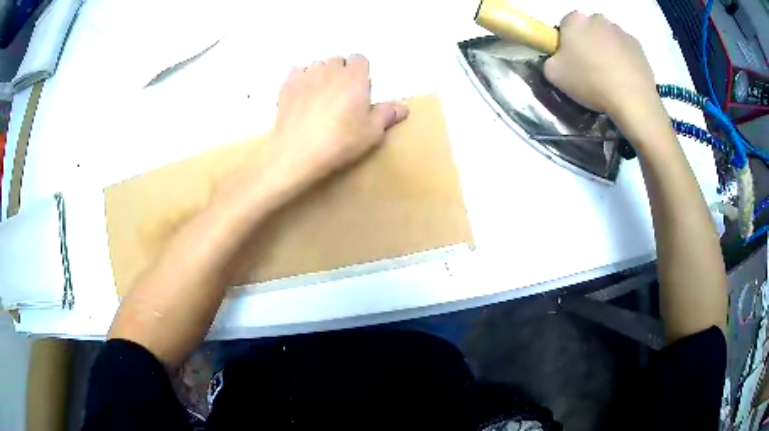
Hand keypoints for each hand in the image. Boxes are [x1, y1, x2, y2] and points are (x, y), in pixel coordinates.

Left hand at [266, 54, 408, 195]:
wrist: (297, 153)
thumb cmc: (339, 142)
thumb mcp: (371, 133)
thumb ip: (387, 115)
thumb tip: (403, 107)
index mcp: (354, 77)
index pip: (360, 58)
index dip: (361, 71)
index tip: (360, 88)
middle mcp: (330, 70)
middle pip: (337, 60)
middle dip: (341, 71)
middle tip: (341, 95)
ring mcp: (306, 76)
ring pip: (317, 65)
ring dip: (321, 74)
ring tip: (320, 95)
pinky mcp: (286, 86)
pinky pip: (296, 73)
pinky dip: (301, 79)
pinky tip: (301, 96)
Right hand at [544, 12, 667, 143]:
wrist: (632, 100)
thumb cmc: (590, 82)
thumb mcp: (553, 74)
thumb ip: (550, 59)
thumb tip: (558, 58)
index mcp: (575, 20)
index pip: (565, 24)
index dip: (567, 42)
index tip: (571, 59)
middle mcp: (598, 18)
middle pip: (589, 28)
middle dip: (588, 42)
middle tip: (590, 67)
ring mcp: (621, 31)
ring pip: (608, 37)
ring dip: (607, 50)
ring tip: (610, 75)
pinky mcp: (638, 45)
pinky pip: (625, 49)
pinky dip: (624, 59)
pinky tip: (623, 77)